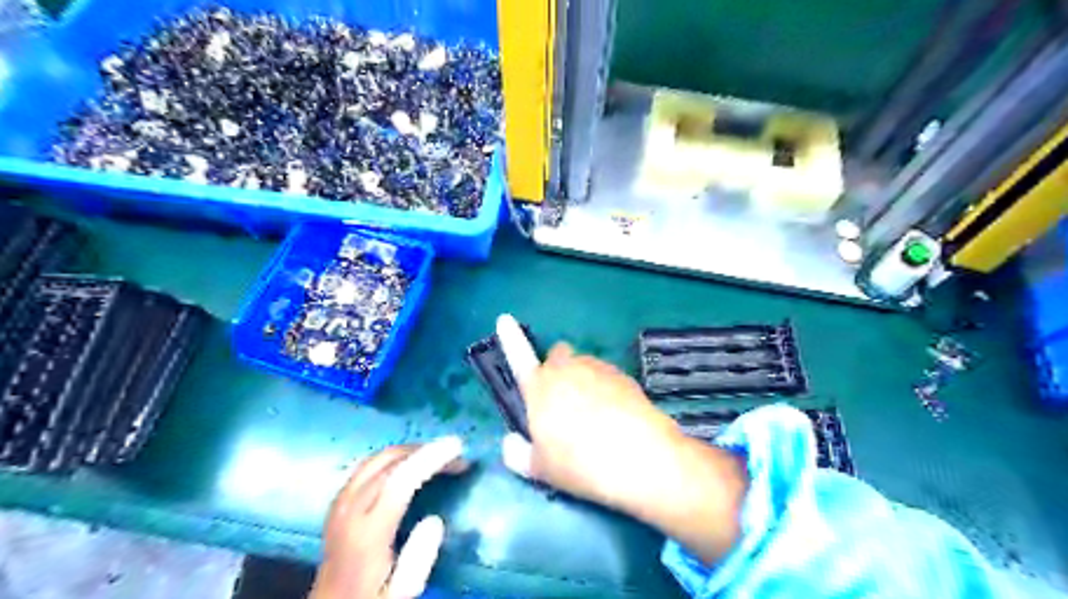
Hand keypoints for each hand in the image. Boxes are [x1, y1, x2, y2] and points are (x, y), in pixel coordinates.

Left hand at [313, 436, 471, 598]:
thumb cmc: (372, 598)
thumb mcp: (401, 591)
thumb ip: (419, 559)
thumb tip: (435, 519)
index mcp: (368, 532)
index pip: (401, 480)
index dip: (430, 458)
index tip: (457, 447)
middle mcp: (350, 510)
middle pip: (389, 463)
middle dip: (425, 451)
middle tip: (455, 455)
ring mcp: (340, 502)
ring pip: (377, 459)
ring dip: (410, 451)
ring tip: (437, 455)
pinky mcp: (338, 501)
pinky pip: (367, 466)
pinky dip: (393, 458)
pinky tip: (408, 464)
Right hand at [505, 337, 744, 565]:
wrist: (639, 458)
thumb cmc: (579, 464)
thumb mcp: (539, 469)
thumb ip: (517, 454)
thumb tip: (510, 442)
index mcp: (539, 388)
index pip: (519, 358)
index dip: (511, 338)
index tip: (505, 319)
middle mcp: (567, 370)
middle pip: (558, 355)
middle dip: (557, 369)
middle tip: (563, 401)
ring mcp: (598, 369)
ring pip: (584, 366)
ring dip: (583, 381)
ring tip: (594, 417)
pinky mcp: (625, 376)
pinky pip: (607, 377)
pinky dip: (607, 390)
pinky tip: (616, 417)